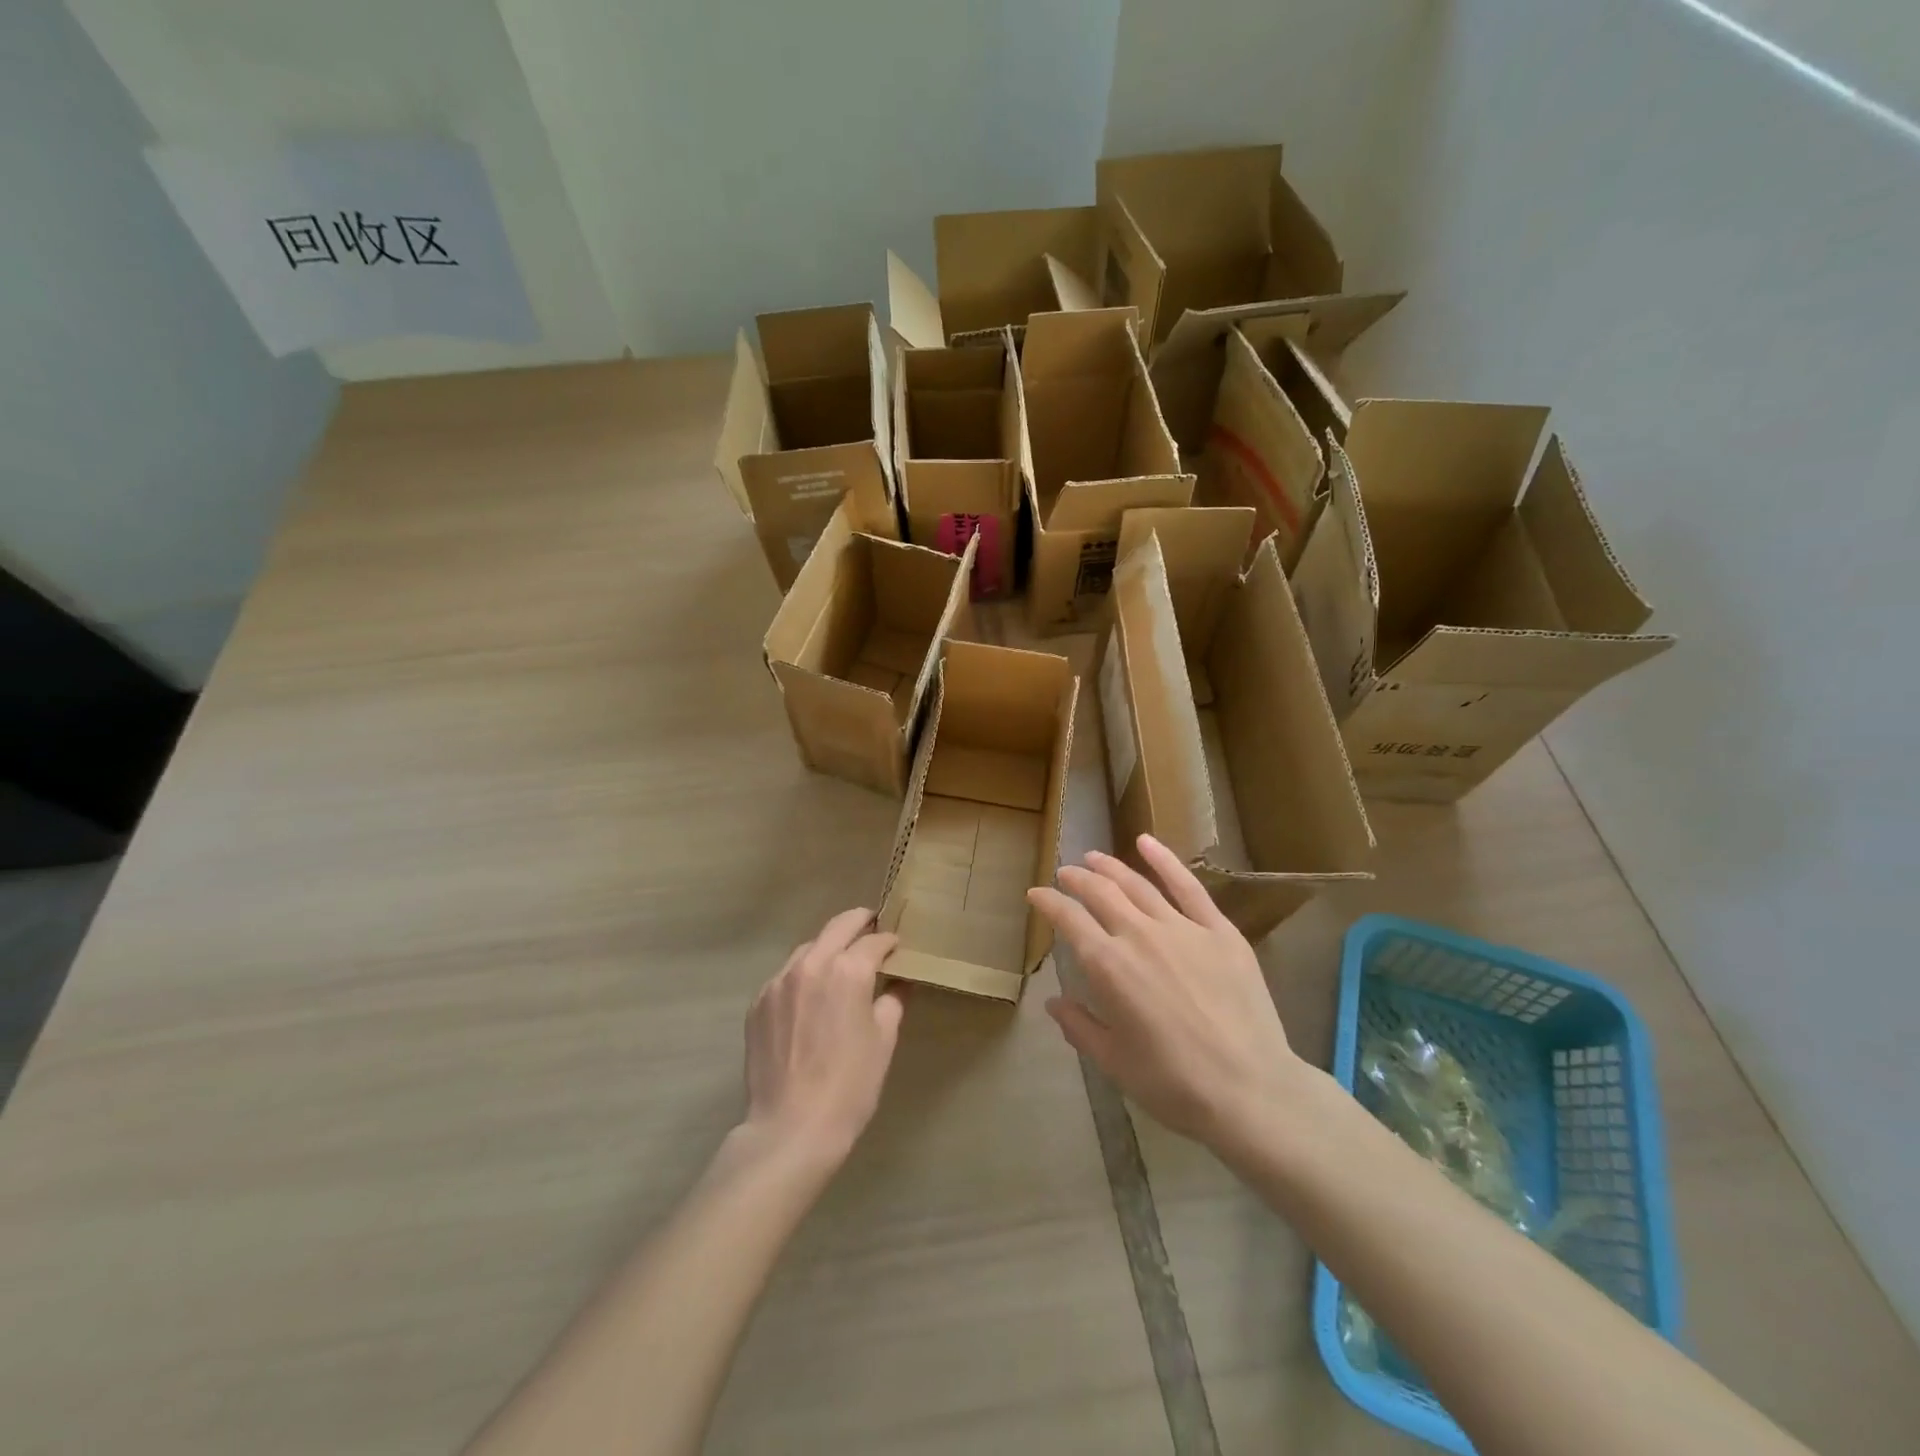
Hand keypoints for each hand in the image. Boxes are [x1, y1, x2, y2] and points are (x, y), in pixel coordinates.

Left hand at [740, 908, 904, 1166]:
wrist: (791, 1128)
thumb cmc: (850, 1086)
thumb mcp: (883, 1041)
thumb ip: (892, 1002)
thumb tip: (898, 983)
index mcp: (848, 971)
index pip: (873, 941)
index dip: (889, 940)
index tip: (897, 945)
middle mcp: (811, 964)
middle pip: (838, 926)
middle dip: (859, 922)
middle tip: (871, 925)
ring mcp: (779, 982)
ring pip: (808, 948)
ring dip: (828, 946)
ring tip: (840, 960)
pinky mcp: (758, 1002)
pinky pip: (786, 975)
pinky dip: (803, 974)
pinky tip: (810, 994)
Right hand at [1027, 835, 1308, 1150]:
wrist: (1250, 1090)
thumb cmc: (1174, 1084)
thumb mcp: (1114, 1063)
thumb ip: (1079, 1027)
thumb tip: (1053, 1002)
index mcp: (1108, 967)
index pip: (1069, 920)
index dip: (1048, 902)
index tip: (1036, 894)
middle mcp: (1139, 935)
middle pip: (1100, 893)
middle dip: (1076, 879)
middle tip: (1065, 874)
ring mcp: (1182, 928)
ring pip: (1137, 885)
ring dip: (1110, 867)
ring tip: (1093, 858)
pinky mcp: (1219, 930)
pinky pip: (1188, 887)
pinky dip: (1165, 861)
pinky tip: (1146, 842)